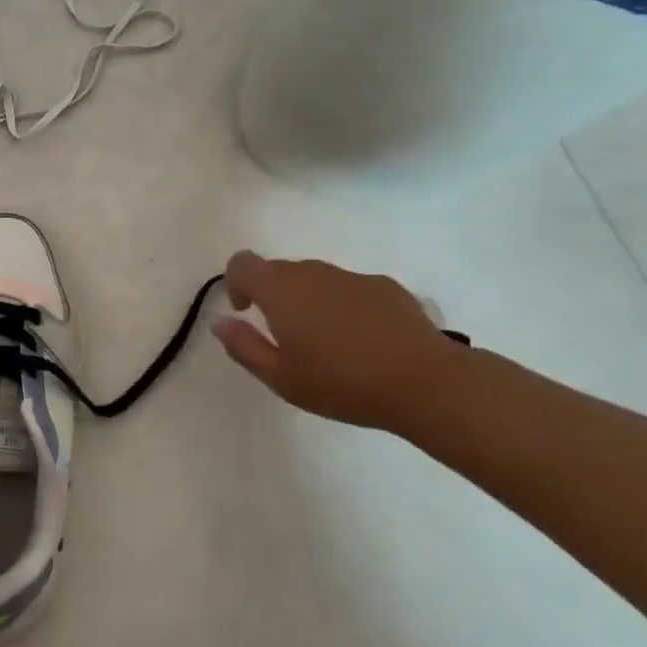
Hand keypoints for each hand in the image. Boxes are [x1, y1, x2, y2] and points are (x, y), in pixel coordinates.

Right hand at [212, 250, 465, 430]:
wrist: (426, 382)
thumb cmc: (341, 383)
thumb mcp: (280, 378)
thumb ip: (243, 346)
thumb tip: (220, 322)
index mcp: (281, 291)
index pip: (243, 263)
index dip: (236, 282)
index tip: (246, 312)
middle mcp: (313, 273)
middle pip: (279, 269)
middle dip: (273, 295)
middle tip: (285, 336)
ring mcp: (352, 277)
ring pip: (316, 278)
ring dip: (309, 300)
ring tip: (327, 342)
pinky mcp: (386, 286)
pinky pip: (349, 288)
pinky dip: (343, 305)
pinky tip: (363, 340)